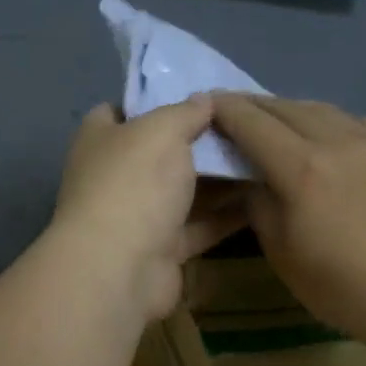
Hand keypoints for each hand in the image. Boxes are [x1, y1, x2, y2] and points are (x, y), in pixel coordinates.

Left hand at [50, 98, 246, 320]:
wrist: (121, 269)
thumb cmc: (134, 184)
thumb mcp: (162, 130)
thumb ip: (186, 111)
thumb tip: (204, 98)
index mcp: (101, 140)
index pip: (122, 111)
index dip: (156, 100)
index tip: (197, 96)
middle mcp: (116, 176)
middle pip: (161, 152)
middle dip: (198, 141)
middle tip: (245, 126)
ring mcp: (138, 216)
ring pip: (184, 191)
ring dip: (219, 179)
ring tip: (264, 157)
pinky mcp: (163, 250)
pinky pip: (199, 226)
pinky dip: (226, 215)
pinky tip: (263, 199)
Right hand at [211, 95, 365, 346]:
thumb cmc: (345, 288)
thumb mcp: (284, 254)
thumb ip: (261, 207)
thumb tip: (253, 180)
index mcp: (302, 168)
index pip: (252, 123)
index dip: (225, 110)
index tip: (206, 104)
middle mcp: (337, 140)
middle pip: (285, 107)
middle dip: (254, 106)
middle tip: (233, 111)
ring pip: (322, 109)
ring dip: (291, 110)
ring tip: (276, 121)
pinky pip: (354, 121)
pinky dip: (328, 121)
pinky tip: (327, 137)